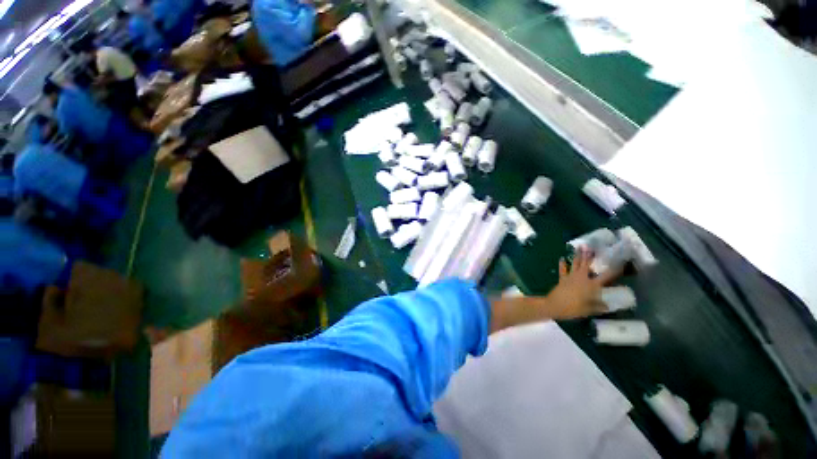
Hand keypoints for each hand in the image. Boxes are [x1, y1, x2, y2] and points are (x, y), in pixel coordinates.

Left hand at [544, 248, 620, 319]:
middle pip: (587, 265)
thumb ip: (598, 306)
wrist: (555, 305)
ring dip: (577, 256)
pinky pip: (562, 270)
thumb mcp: (589, 310)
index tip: (620, 264)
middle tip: (592, 247)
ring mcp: (571, 277)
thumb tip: (607, 306)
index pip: (606, 277)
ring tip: (579, 247)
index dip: (614, 271)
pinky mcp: (562, 279)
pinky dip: (562, 264)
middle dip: (590, 256)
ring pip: (575, 264)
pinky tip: (562, 258)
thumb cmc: (574, 308)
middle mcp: (582, 278)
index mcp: (591, 285)